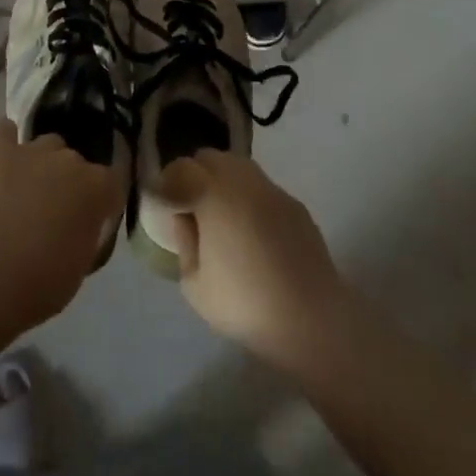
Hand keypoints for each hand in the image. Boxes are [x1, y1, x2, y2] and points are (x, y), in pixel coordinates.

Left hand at [0, 119, 122, 327]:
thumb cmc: (44, 281)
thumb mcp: (83, 262)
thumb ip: (88, 231)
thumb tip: (81, 223)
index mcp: (98, 186)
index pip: (112, 182)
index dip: (103, 200)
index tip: (93, 218)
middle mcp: (70, 159)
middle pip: (76, 162)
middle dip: (69, 182)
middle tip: (55, 212)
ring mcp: (33, 151)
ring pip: (46, 144)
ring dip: (42, 163)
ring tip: (26, 189)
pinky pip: (4, 131)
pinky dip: (5, 140)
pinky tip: (3, 155)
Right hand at [156, 150, 353, 372]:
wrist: (311, 317)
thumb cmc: (244, 303)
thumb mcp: (194, 284)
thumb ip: (184, 242)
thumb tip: (184, 218)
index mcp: (213, 194)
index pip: (181, 168)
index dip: (168, 182)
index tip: (164, 204)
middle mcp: (242, 180)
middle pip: (210, 158)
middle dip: (194, 175)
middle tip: (190, 206)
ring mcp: (272, 189)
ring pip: (238, 167)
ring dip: (222, 181)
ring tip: (220, 215)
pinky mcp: (294, 204)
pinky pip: (262, 188)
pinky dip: (249, 197)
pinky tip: (252, 230)